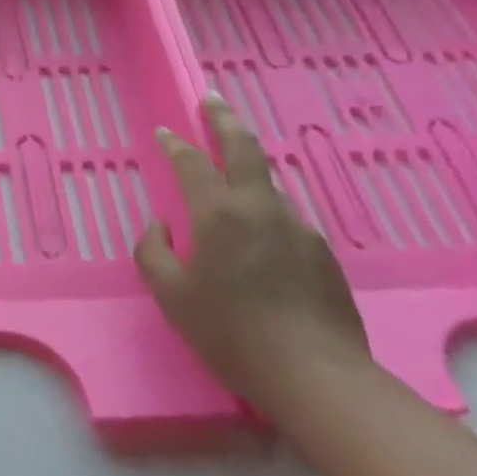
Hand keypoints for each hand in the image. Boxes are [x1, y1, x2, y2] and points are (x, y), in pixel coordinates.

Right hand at [136, 94, 371, 417]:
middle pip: (244, 148)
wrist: (316, 375)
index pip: (193, 163)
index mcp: (219, 213)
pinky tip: (258, 239)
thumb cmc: (231, 332)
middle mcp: (261, 208)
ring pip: (267, 185)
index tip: (166, 132)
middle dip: (225, 120)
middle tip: (212, 100)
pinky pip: (284, 218)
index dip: (177, 144)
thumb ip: (154, 251)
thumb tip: (160, 227)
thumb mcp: (171, 295)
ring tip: (231, 176)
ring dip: (247, 170)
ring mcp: (298, 227)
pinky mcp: (322, 252)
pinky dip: (265, 211)